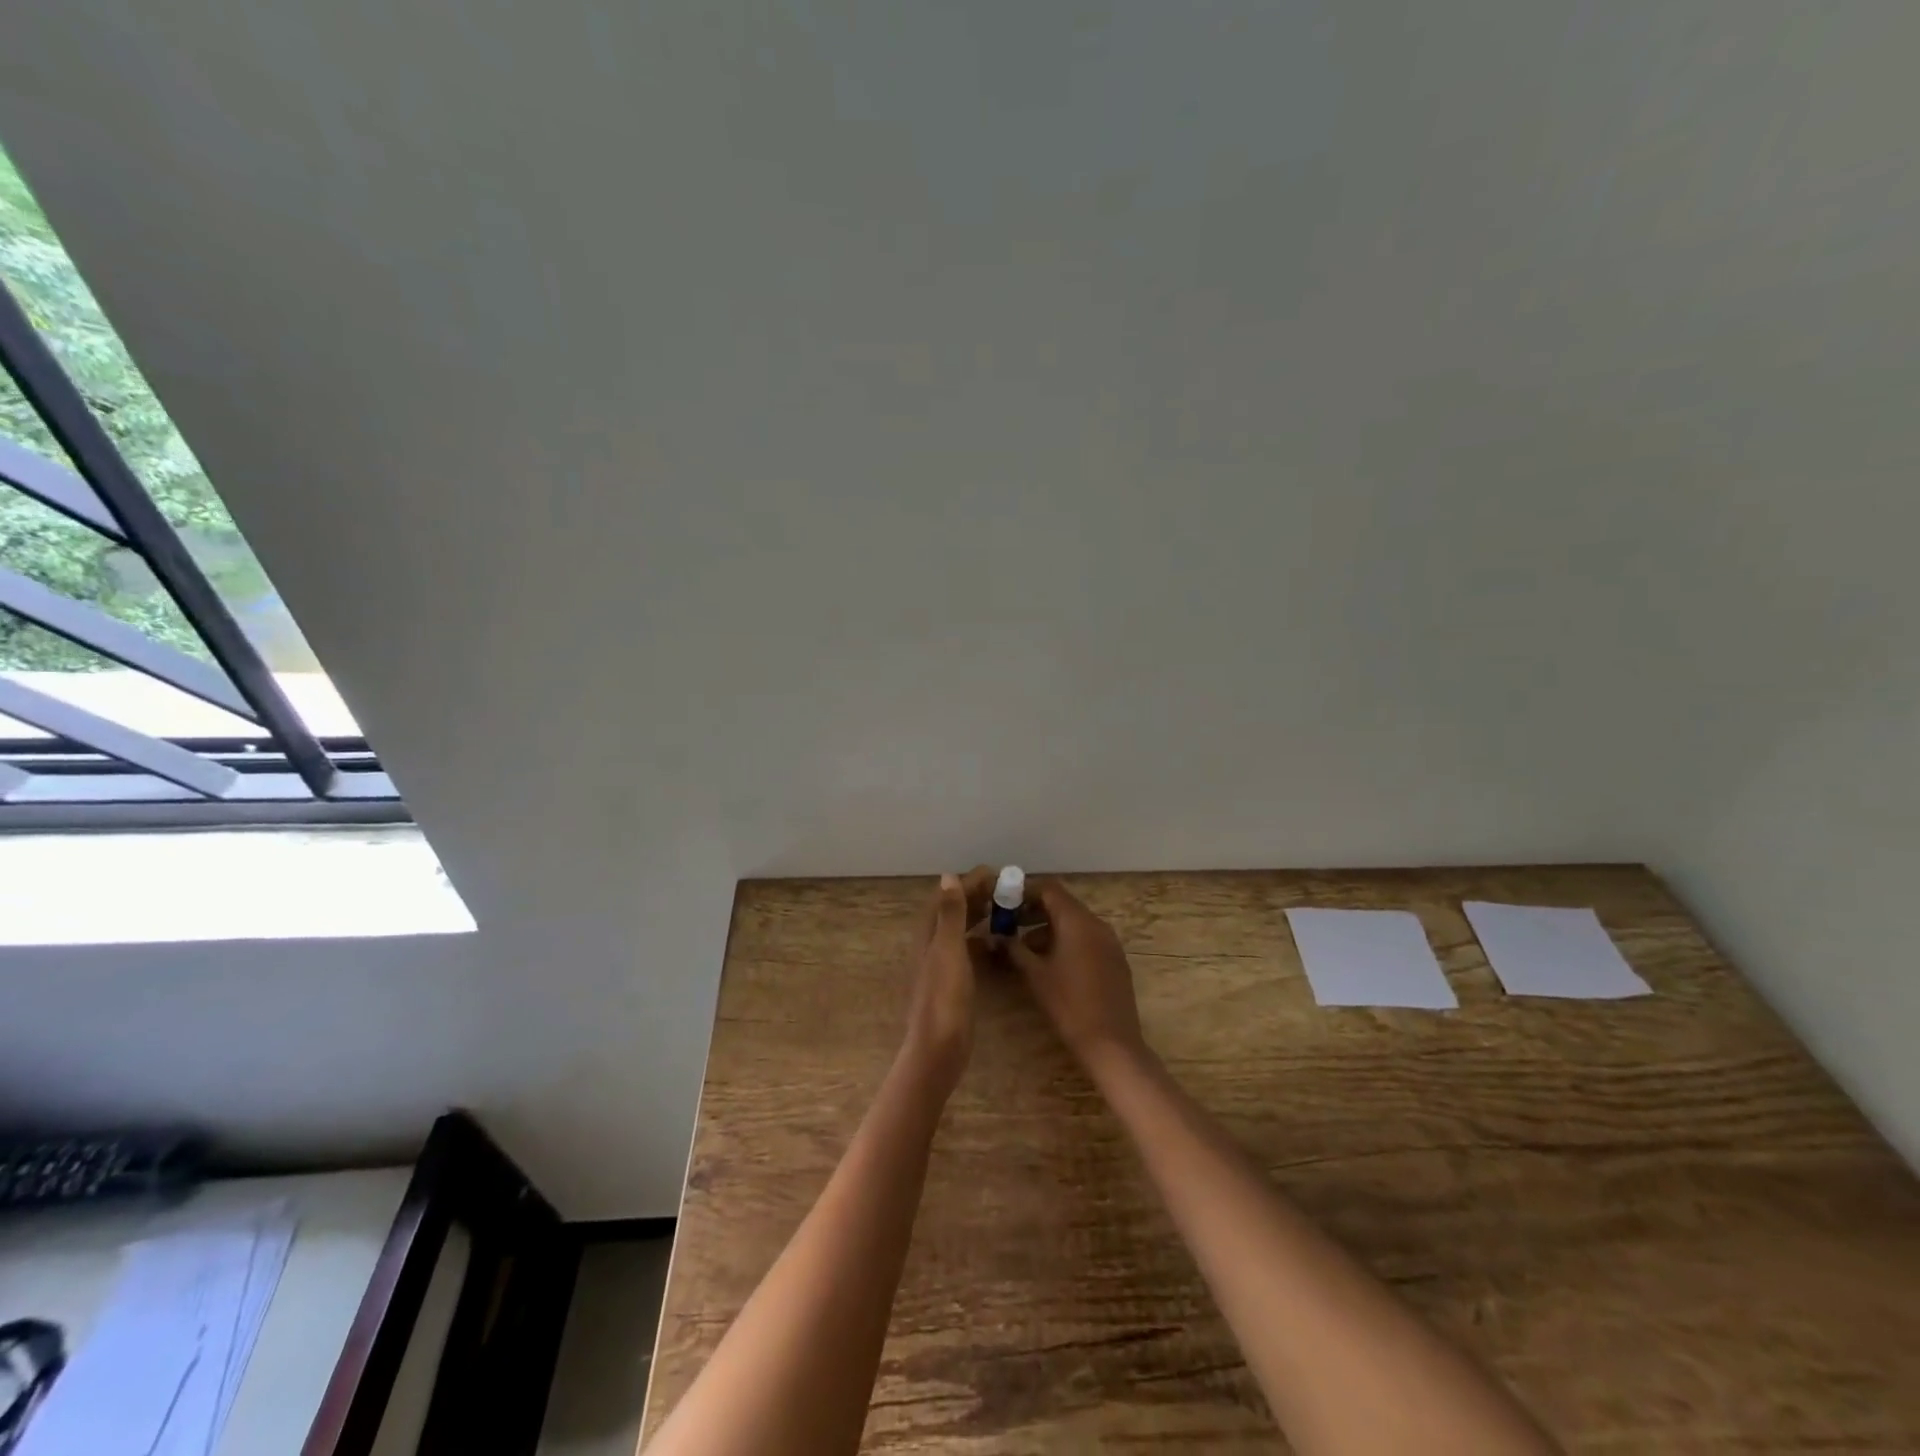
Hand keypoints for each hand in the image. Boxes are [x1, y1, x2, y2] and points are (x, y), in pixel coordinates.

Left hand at [902, 872, 985, 1096]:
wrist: (939, 1049)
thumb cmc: (944, 997)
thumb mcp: (949, 950)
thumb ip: (950, 914)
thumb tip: (948, 876)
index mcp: (930, 935)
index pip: (948, 897)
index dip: (968, 883)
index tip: (995, 873)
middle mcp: (933, 946)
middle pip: (954, 912)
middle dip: (976, 897)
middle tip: (1005, 889)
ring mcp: (942, 966)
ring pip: (961, 931)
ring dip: (980, 916)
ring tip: (1005, 909)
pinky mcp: (953, 984)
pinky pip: (968, 951)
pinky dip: (982, 941)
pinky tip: (998, 943)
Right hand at [1003, 879, 1146, 1076]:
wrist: (1111, 1043)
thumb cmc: (1068, 1004)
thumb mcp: (1035, 975)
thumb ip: (1014, 949)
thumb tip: (995, 936)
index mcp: (1077, 921)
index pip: (1049, 889)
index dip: (1025, 892)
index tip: (1004, 903)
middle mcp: (1097, 924)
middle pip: (1063, 904)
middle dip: (1035, 911)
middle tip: (1010, 924)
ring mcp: (1109, 942)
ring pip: (1075, 922)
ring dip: (1049, 928)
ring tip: (1025, 948)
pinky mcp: (1115, 959)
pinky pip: (1087, 938)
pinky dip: (1067, 940)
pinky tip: (1051, 963)